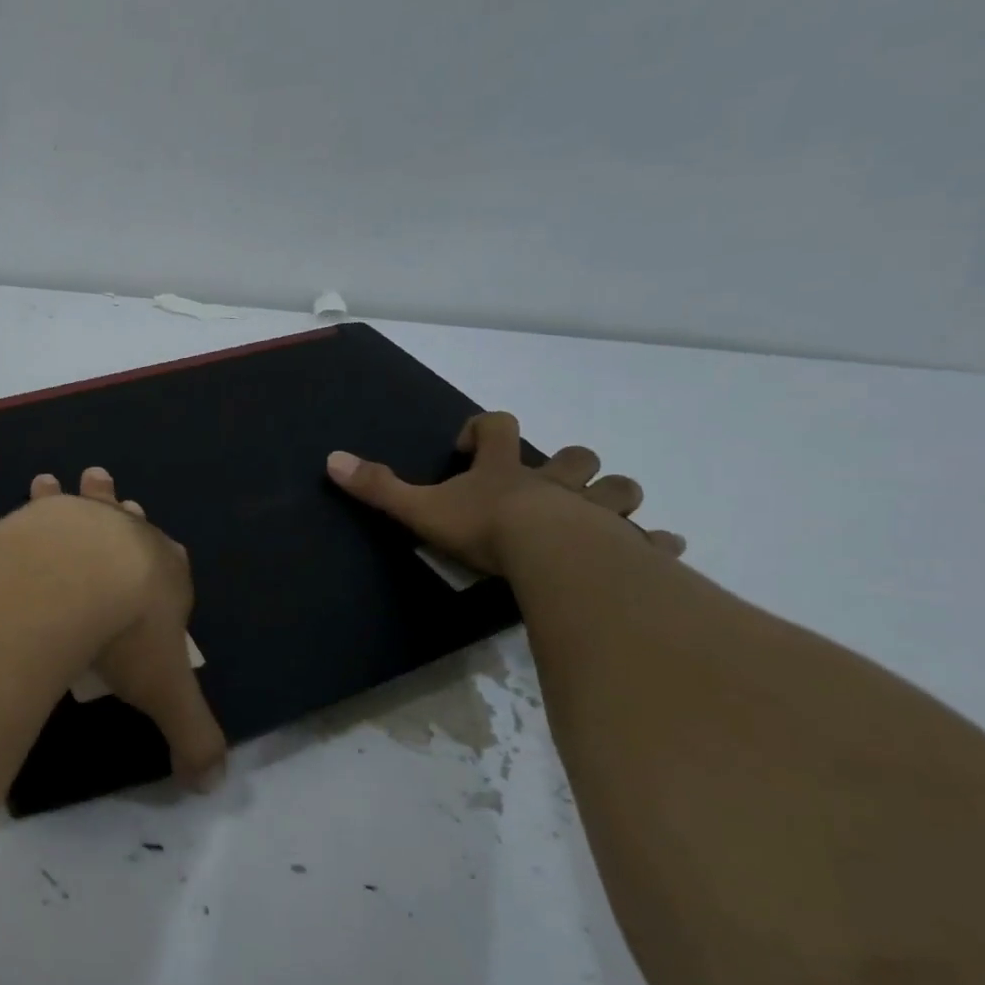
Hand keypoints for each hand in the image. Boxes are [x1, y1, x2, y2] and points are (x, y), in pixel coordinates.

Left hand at [0, 469, 227, 789]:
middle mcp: (123, 536)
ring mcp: (76, 522)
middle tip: (106, 487)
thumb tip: (213, 785)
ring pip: (74, 503)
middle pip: (126, 519)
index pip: (174, 565)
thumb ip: (192, 737)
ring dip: (63, 494)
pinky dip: (4, 529)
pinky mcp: (32, 522)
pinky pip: (17, 525)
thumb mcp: (167, 693)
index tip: (161, 560)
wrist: (77, 582)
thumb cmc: (131, 633)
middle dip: (120, 508)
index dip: (169, 565)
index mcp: (165, 571)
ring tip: (45, 479)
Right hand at [326, 411, 685, 577]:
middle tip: (546, 485)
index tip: (470, 446)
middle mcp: (554, 483)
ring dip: (611, 496)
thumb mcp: (421, 508)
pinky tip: (652, 551)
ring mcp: (594, 511)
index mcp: (505, 471)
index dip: (484, 429)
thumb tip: (331, 460)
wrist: (550, 556)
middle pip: (573, 456)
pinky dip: (652, 543)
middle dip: (565, 464)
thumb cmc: (484, 528)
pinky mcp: (625, 545)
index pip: (497, 427)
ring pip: (618, 489)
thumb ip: (378, 487)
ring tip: (596, 516)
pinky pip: (649, 539)